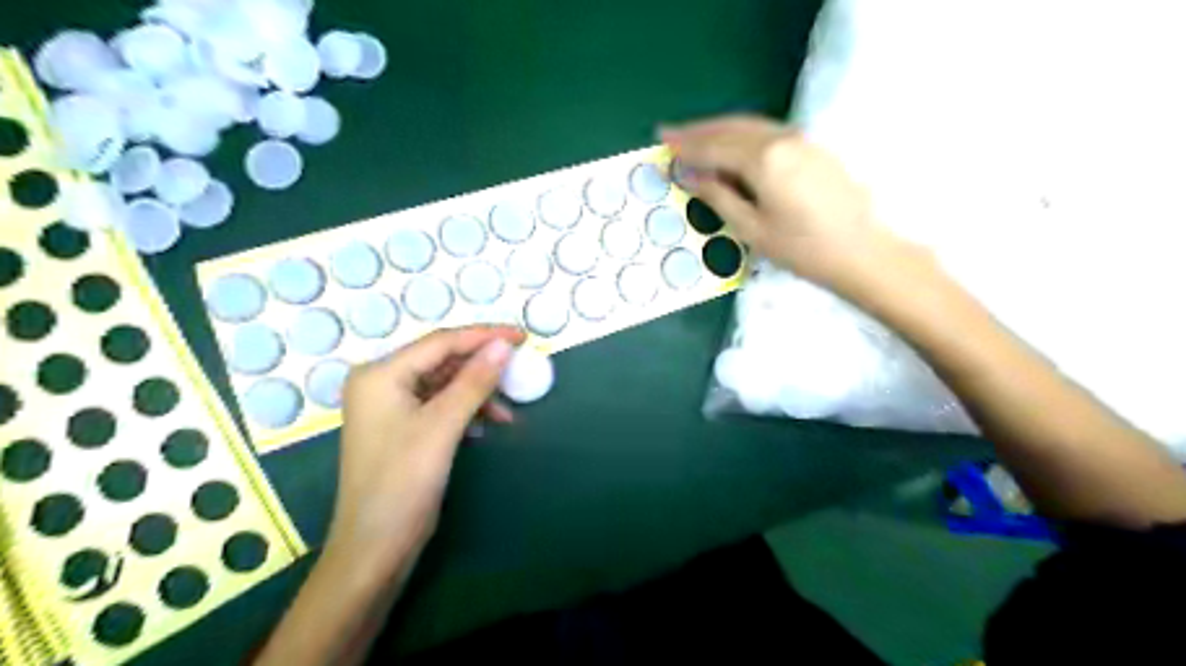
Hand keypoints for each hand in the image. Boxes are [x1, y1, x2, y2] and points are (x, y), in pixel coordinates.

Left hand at [324, 325, 526, 568]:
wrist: (375, 549)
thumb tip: (504, 345)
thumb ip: (474, 381)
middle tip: (521, 365)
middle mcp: (382, 383)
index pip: (441, 342)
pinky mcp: (403, 429)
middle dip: (482, 365)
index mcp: (380, 374)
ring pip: (444, 384)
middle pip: (442, 360)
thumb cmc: (402, 483)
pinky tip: (487, 424)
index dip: (484, 336)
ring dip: (478, 392)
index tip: (523, 336)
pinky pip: (441, 405)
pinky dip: (467, 410)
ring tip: (508, 410)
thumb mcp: (442, 427)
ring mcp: (391, 407)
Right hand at [664, 114, 893, 291]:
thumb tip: (690, 175)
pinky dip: (741, 134)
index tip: (662, 142)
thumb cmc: (802, 249)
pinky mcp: (812, 146)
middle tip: (671, 134)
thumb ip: (718, 196)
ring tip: (694, 136)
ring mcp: (801, 138)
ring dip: (719, 129)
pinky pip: (767, 131)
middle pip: (731, 127)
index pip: (715, 147)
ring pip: (750, 125)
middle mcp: (782, 138)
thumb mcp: (752, 229)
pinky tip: (731, 144)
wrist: (862, 251)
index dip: (686, 146)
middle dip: (699, 130)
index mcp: (764, 159)